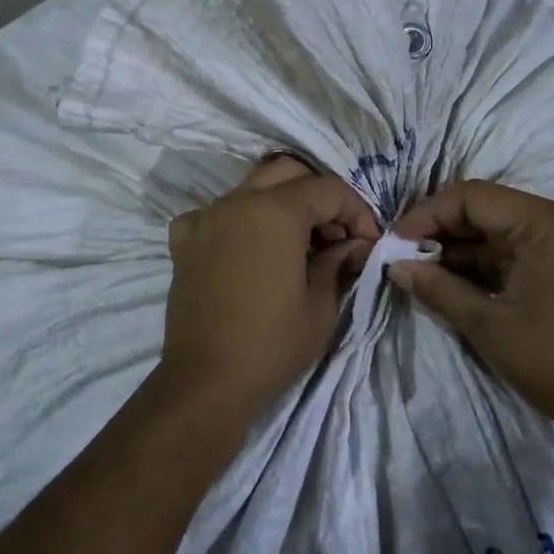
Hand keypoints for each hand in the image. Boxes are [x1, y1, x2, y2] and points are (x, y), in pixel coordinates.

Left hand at [160, 157, 379, 422]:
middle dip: (319, 196)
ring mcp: (205, 217)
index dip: (357, 212)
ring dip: (280, 203)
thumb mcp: (321, 305)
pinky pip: (213, 213)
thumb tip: (354, 245)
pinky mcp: (183, 241)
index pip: (328, 189)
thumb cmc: (272, 344)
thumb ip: (339, 262)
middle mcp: (237, 201)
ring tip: (298, 244)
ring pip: (250, 187)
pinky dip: (236, 221)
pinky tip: (245, 248)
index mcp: (275, 211)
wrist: (206, 381)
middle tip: (336, 235)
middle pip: (288, 172)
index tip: (369, 244)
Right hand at [391, 180, 553, 441]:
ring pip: (506, 227)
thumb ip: (438, 288)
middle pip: (490, 207)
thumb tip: (395, 267)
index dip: (428, 214)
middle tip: (407, 255)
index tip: (397, 241)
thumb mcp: (489, 326)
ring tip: (427, 270)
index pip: (473, 197)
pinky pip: (526, 245)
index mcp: (549, 223)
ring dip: (466, 246)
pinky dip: (492, 259)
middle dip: (444, 230)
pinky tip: (461, 278)